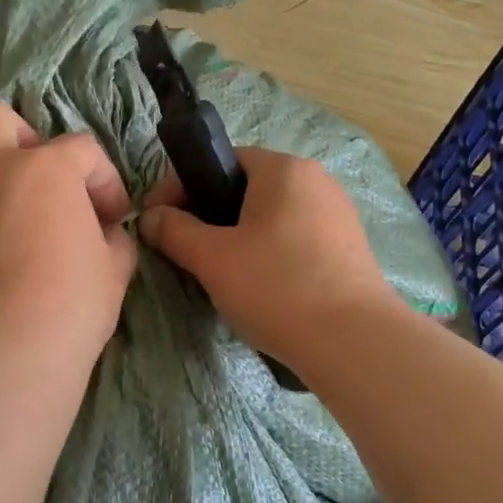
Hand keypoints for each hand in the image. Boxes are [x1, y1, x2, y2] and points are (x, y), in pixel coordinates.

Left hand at [0, 101, 137, 365]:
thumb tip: (103, 233)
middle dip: (20, 138)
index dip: (104, 181)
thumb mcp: (115, 269)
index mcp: (45, 169)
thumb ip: (112, 238)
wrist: (3, 352)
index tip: (112, 218)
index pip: (83, 150)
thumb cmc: (71, 304)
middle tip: (38, 179)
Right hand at [140, 147, 390, 368]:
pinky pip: (295, 239)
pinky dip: (270, 254)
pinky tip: (260, 286)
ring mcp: (338, 215)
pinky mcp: (350, 249)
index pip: (223, 160)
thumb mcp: (212, 258)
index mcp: (284, 170)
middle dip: (211, 214)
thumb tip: (149, 217)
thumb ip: (174, 231)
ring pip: (272, 216)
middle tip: (186, 249)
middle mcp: (316, 181)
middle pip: (248, 188)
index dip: (183, 187)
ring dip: (240, 236)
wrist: (353, 341)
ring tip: (219, 272)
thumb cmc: (276, 286)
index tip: (158, 219)